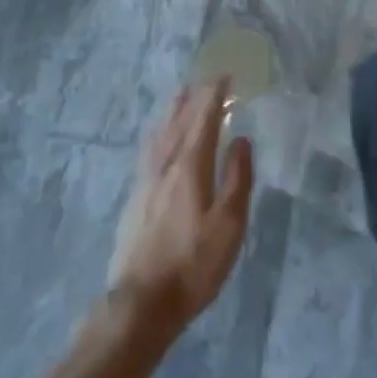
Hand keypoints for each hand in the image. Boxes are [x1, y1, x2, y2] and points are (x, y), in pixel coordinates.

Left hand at [105, 81, 254, 339]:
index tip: (225, 76)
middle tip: (206, 79)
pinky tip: (157, 137)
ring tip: (181, 94)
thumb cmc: (193, 264)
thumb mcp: (229, 225)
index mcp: (190, 166)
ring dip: (173, 110)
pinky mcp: (135, 197)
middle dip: (194, 97)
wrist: (141, 301)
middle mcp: (165, 164)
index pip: (203, 119)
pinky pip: (149, 149)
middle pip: (179, 121)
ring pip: (161, 133)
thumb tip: (241, 139)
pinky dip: (158, 133)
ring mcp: (146, 180)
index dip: (215, 96)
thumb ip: (237, 178)